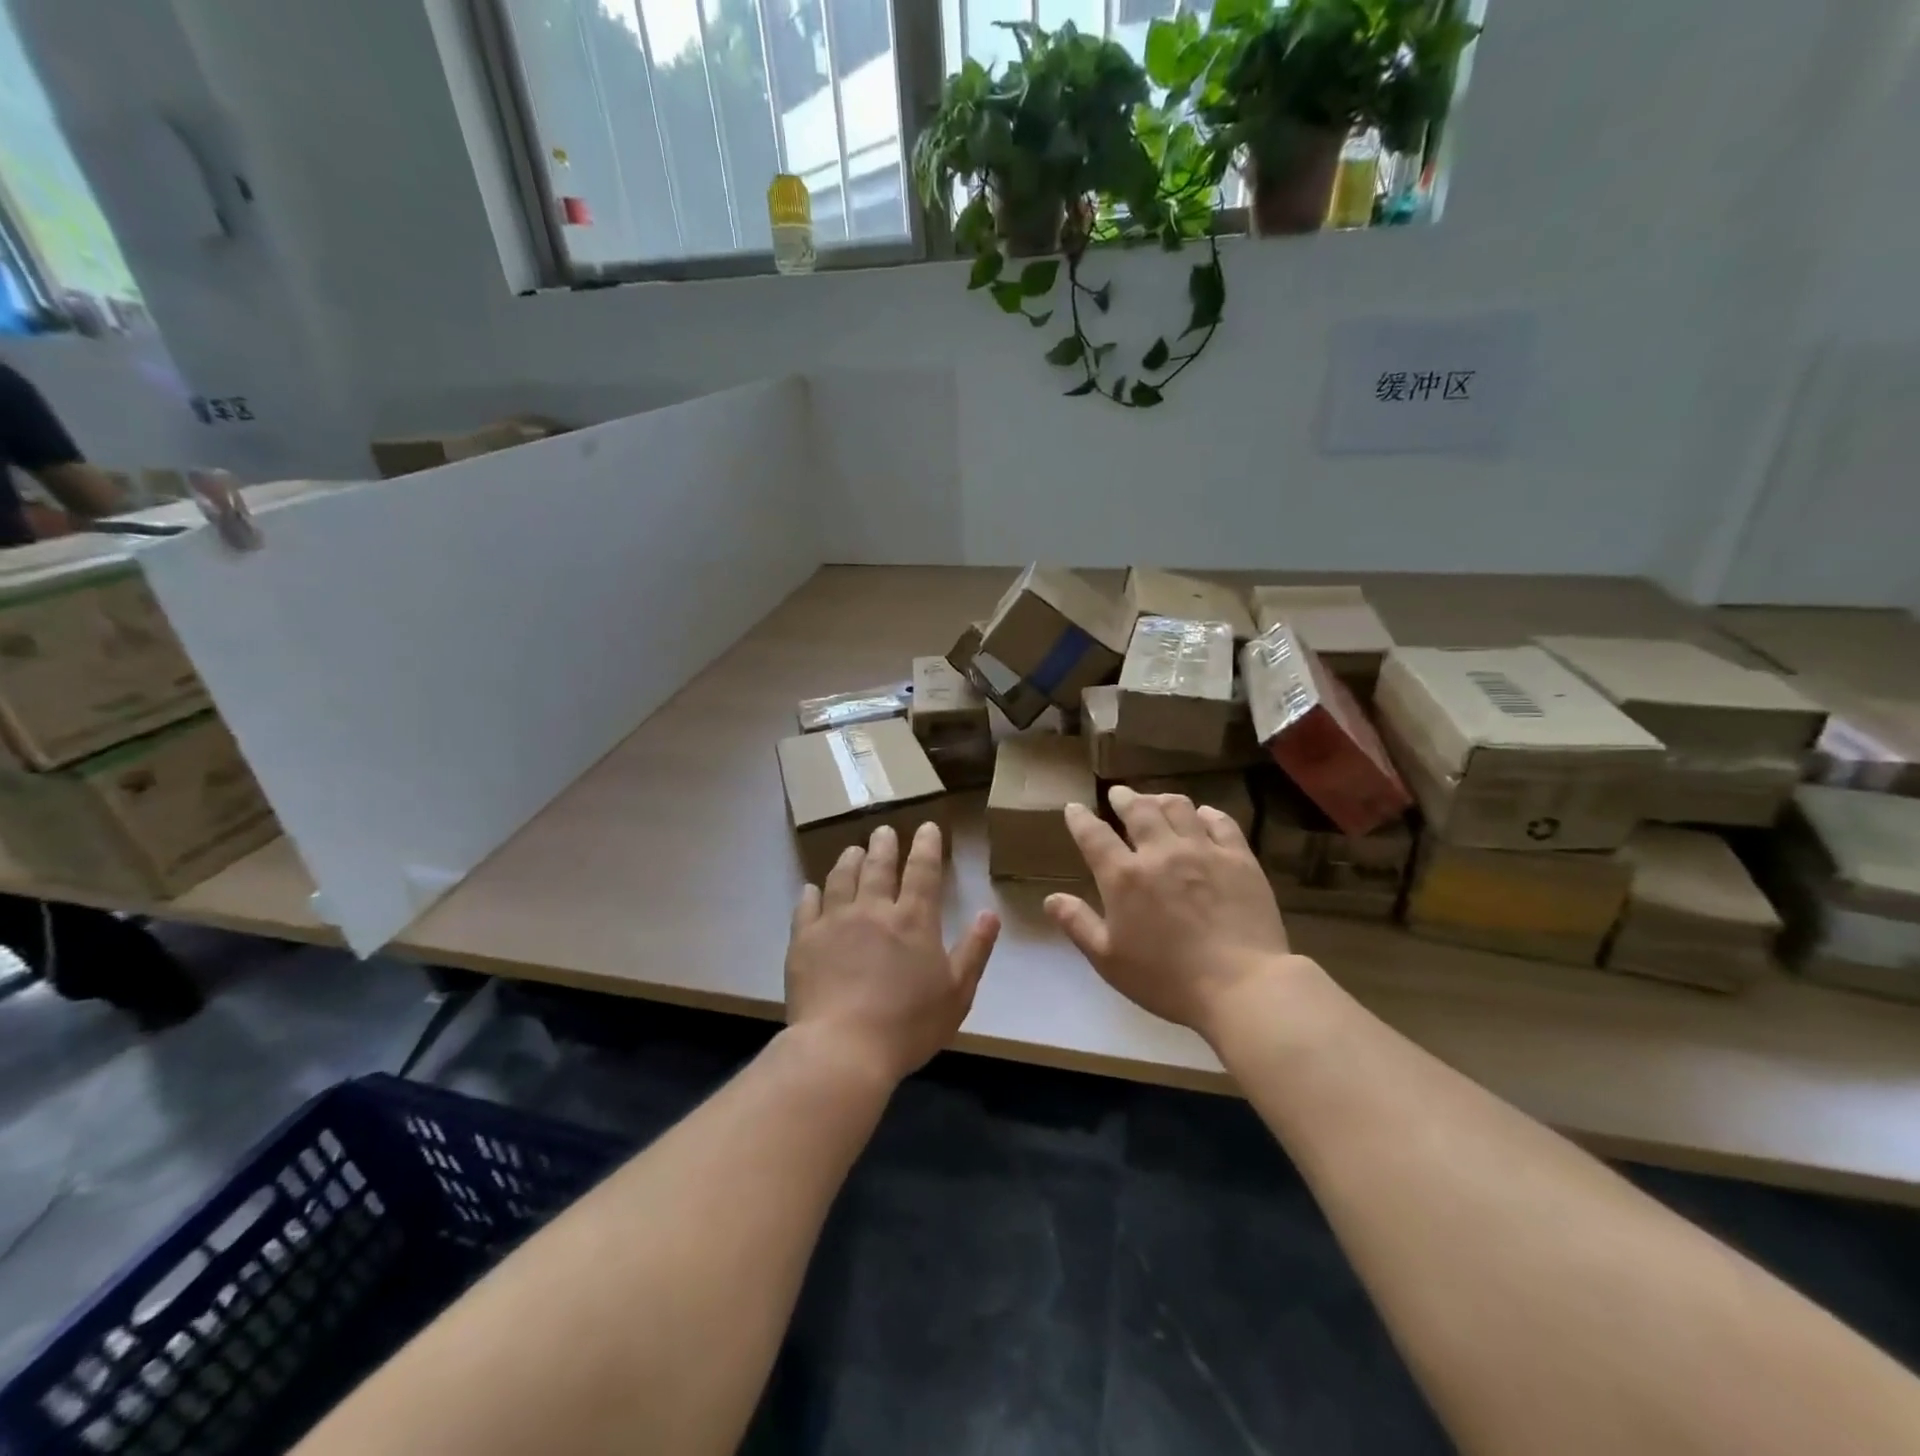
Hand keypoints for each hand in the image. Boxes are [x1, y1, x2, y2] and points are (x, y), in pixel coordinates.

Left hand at [786, 822, 1000, 1085]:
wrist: (842, 1048)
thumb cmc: (908, 1025)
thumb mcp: (957, 992)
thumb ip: (974, 949)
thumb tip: (990, 913)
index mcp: (913, 919)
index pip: (922, 870)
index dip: (926, 846)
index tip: (926, 826)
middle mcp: (872, 909)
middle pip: (877, 866)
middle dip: (883, 845)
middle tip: (883, 831)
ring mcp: (834, 921)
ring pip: (841, 878)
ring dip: (848, 860)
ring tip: (852, 850)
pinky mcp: (803, 940)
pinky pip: (806, 907)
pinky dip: (810, 894)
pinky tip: (811, 889)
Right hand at [1045, 787, 1295, 1038]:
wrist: (1241, 986)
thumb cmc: (1167, 980)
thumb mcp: (1109, 960)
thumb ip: (1078, 924)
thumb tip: (1050, 898)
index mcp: (1124, 876)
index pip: (1094, 835)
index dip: (1080, 818)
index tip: (1074, 807)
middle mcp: (1160, 852)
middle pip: (1138, 809)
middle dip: (1124, 797)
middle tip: (1118, 794)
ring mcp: (1203, 851)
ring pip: (1178, 807)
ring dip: (1161, 799)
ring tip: (1156, 800)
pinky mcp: (1239, 858)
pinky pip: (1221, 822)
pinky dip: (1206, 814)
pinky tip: (1202, 816)